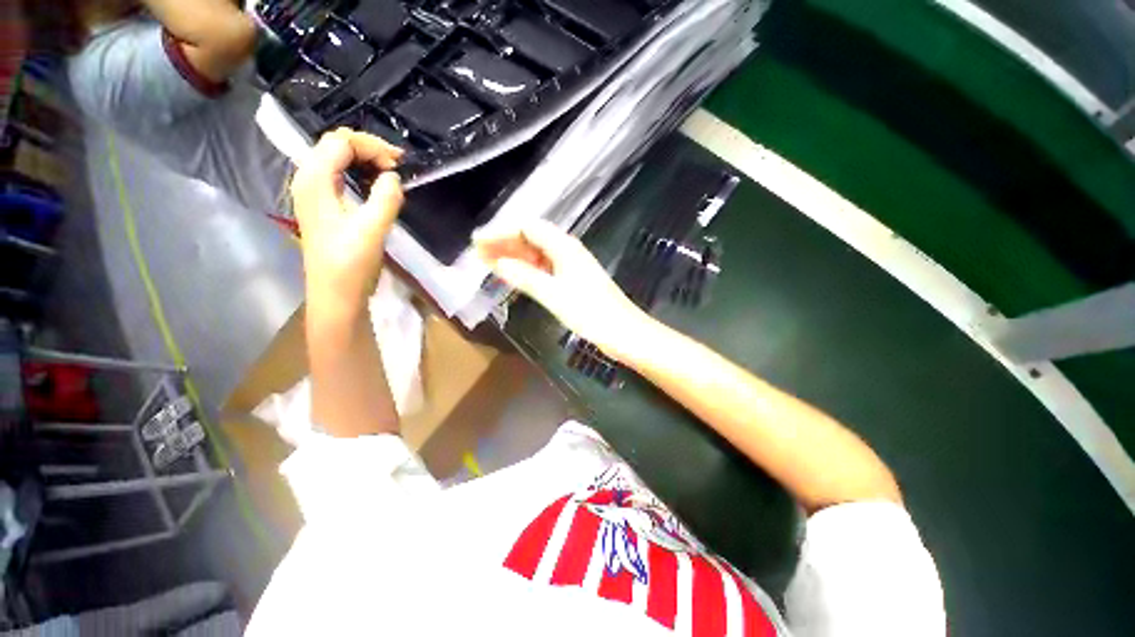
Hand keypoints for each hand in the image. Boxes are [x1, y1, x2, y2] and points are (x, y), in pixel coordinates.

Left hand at [290, 128, 403, 318]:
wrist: (335, 295)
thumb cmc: (351, 263)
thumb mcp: (373, 229)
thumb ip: (386, 197)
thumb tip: (393, 177)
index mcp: (314, 180)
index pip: (340, 142)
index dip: (371, 147)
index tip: (399, 166)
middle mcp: (307, 180)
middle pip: (335, 145)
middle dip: (368, 149)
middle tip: (397, 167)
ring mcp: (313, 193)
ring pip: (336, 159)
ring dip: (364, 160)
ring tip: (390, 173)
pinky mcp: (322, 206)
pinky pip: (338, 175)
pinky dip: (358, 173)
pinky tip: (374, 186)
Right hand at [475, 220, 651, 361]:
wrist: (623, 331)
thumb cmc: (591, 313)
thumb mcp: (554, 295)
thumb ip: (526, 278)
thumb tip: (498, 263)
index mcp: (564, 247)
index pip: (527, 228)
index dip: (501, 232)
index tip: (477, 242)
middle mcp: (567, 250)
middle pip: (531, 238)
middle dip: (504, 242)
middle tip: (478, 253)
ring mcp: (571, 265)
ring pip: (537, 253)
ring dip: (514, 256)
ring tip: (489, 263)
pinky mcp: (573, 279)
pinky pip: (544, 267)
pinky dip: (527, 269)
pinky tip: (514, 276)